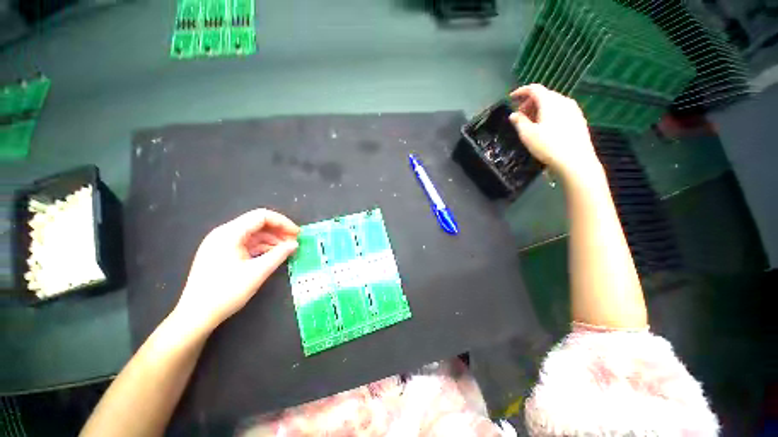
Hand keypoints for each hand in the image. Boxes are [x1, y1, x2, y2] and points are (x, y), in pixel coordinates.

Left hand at [174, 208, 299, 332]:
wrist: (196, 316)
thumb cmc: (226, 293)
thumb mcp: (257, 272)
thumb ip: (279, 254)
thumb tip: (295, 244)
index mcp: (229, 233)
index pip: (262, 216)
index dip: (283, 222)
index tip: (297, 234)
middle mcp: (224, 234)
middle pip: (257, 223)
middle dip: (278, 231)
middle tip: (294, 242)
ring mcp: (221, 243)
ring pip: (253, 234)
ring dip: (272, 239)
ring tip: (287, 249)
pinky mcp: (222, 253)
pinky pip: (246, 243)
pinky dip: (262, 247)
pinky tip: (273, 255)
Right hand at [508, 84, 601, 179]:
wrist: (575, 161)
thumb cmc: (548, 146)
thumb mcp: (527, 134)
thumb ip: (519, 122)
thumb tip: (513, 114)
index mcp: (550, 101)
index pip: (534, 89)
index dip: (521, 91)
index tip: (511, 98)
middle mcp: (563, 101)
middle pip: (544, 95)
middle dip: (529, 102)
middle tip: (519, 116)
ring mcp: (573, 109)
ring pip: (552, 103)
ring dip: (539, 109)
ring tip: (530, 123)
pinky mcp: (578, 119)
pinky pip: (560, 110)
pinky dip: (549, 113)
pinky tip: (544, 127)